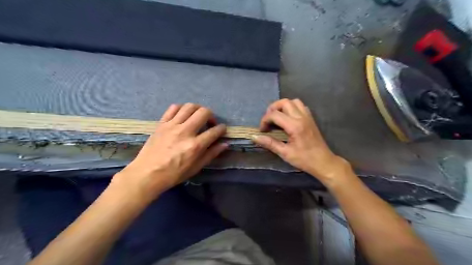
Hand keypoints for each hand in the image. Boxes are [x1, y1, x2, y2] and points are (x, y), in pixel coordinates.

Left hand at [111, 103, 226, 200]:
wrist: (147, 174)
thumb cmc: (174, 174)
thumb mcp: (196, 167)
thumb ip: (211, 154)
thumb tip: (225, 144)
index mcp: (195, 145)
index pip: (214, 131)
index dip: (222, 129)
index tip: (222, 130)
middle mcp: (185, 131)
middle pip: (203, 112)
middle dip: (211, 115)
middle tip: (210, 123)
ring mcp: (172, 125)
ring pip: (189, 106)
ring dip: (197, 109)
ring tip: (197, 117)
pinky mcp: (161, 123)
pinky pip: (173, 108)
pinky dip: (181, 109)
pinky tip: (183, 116)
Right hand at [254, 99, 349, 184]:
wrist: (323, 162)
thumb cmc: (304, 159)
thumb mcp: (285, 153)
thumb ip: (269, 143)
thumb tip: (254, 137)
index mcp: (295, 126)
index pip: (275, 115)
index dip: (264, 120)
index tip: (262, 130)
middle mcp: (301, 117)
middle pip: (284, 102)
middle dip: (272, 109)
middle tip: (268, 120)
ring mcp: (307, 117)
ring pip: (293, 101)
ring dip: (283, 106)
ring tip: (277, 117)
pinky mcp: (311, 119)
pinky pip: (301, 106)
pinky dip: (292, 108)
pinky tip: (288, 118)